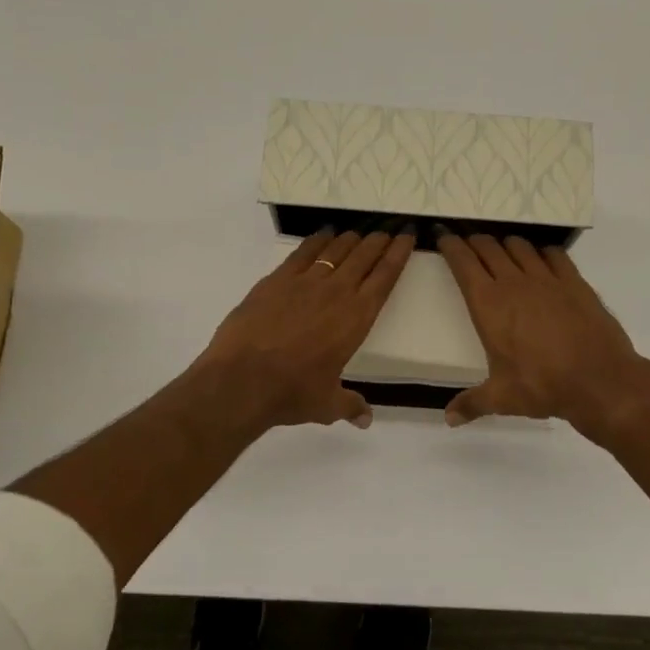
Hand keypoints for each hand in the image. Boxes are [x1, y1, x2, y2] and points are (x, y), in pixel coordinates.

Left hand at [192, 228, 413, 431]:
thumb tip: (366, 419)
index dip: (398, 254)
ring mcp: (305, 282)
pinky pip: (303, 252)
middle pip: (364, 256)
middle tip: (388, 230)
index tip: (407, 237)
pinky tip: (324, 235)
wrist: (242, 380)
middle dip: (379, 241)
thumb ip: (350, 406)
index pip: (385, 278)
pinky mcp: (277, 280)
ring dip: (351, 239)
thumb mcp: (327, 404)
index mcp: (357, 318)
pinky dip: (317, 241)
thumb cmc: (292, 393)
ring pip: (336, 250)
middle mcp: (336, 292)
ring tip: (360, 232)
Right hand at [437, 231, 649, 438]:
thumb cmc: (543, 385)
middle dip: (474, 241)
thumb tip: (448, 419)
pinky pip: (553, 254)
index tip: (442, 235)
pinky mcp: (574, 282)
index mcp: (489, 304)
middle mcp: (514, 283)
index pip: (463, 262)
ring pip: (519, 246)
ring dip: (505, 244)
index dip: (450, 244)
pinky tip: (541, 259)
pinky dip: (541, 251)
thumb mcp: (502, 398)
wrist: (600, 380)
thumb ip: (472, 404)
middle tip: (467, 242)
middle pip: (488, 247)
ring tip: (501, 250)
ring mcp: (547, 279)